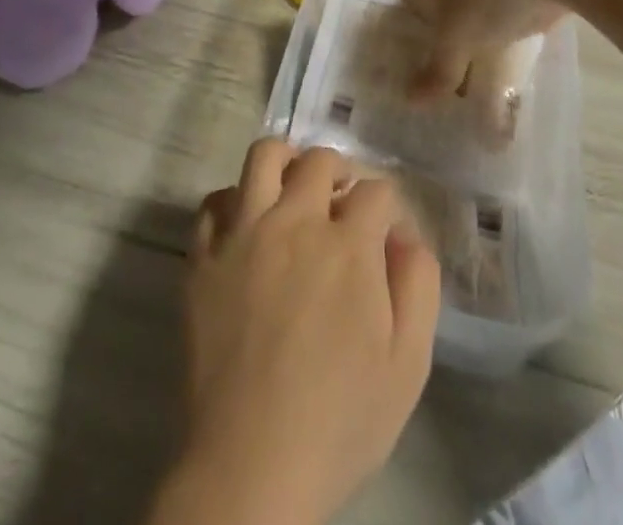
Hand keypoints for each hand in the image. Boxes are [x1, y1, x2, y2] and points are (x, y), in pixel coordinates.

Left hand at [161, 140, 440, 524]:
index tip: (385, 234)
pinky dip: (235, 202)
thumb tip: (406, 237)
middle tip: (341, 204)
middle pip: (319, 160)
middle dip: (340, 173)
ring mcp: (244, 234)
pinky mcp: (203, 256)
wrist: (251, 466)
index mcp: (348, 245)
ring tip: (293, 189)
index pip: (377, 190)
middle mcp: (295, 222)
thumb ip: (418, 287)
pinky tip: (247, 226)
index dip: (387, 207)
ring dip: (285, 162)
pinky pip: (215, 201)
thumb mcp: (408, 365)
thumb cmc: (339, 422)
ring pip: (263, 156)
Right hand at [398, 0, 568, 103]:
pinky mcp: (517, 12)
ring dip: (466, 62)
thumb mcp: (456, 38)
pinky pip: (499, 42)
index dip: (396, 30)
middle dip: (432, 55)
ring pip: (469, 36)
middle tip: (425, 95)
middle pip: (437, 27)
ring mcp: (488, 2)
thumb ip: (438, 70)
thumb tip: (410, 99)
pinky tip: (497, 89)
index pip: (405, 7)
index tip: (391, 61)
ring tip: (460, 102)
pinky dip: (496, 62)